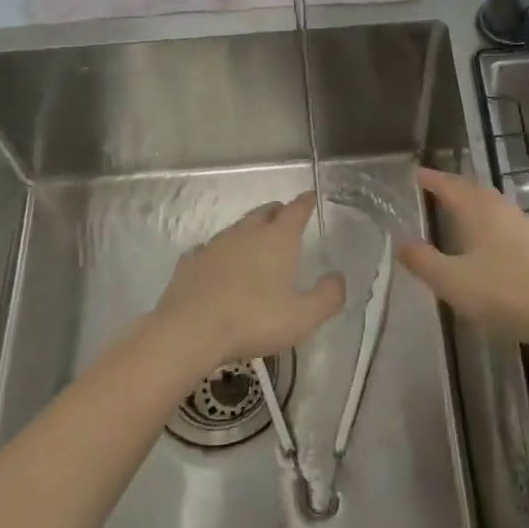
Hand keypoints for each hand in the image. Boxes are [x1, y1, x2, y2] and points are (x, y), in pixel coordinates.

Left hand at [151, 192, 345, 371]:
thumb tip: (339, 278)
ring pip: (237, 228)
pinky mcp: (190, 262)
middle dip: (278, 212)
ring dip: (250, 231)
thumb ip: (328, 296)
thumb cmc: (254, 320)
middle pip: (265, 212)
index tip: (312, 196)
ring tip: (256, 243)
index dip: (306, 202)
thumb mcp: (303, 316)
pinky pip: (209, 249)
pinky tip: (219, 265)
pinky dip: (220, 253)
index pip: (296, 210)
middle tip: (286, 219)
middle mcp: (246, 233)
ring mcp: (214, 245)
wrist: (190, 331)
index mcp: (277, 239)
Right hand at [399, 167, 528, 351]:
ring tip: (461, 214)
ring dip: (476, 206)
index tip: (416, 173)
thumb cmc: (504, 294)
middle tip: (436, 189)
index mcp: (481, 212)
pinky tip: (492, 244)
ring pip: (496, 207)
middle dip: (454, 188)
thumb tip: (400, 240)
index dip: (432, 179)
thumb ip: (423, 261)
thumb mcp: (452, 281)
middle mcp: (505, 211)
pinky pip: (509, 226)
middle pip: (476, 192)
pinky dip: (493, 226)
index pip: (451, 186)